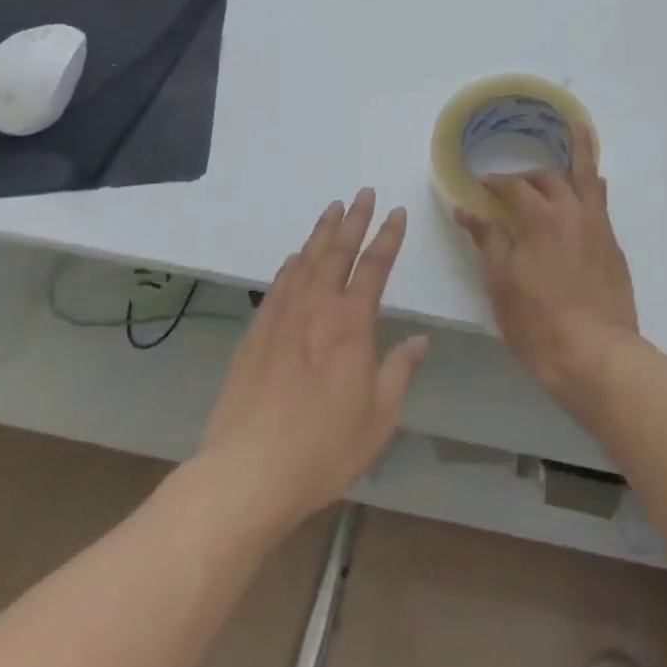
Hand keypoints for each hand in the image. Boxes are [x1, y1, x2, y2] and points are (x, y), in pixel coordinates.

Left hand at [198, 189, 427, 528]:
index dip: (388, 237)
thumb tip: (419, 340)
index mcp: (351, 324)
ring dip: (321, 233)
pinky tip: (295, 258)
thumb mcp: (379, 417)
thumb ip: (400, 372)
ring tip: (332, 209)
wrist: (247, 473)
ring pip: (305, 262)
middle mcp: (316, 309)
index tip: (397, 212)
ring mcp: (281, 319)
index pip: (374, 266)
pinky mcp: (255, 335)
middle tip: (362, 193)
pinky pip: (277, 286)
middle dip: (354, 219)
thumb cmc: (324, 448)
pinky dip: (290, 265)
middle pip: (338, 252)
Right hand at [455, 124, 639, 407]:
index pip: (513, 186)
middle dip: (527, 174)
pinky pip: (601, 201)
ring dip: (579, 152)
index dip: (494, 182)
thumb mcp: (501, 281)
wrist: (596, 354)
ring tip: (577, 127)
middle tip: (511, 182)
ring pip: (587, 177)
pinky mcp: (613, 245)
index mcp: (541, 216)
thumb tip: (466, 207)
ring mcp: (598, 226)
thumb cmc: (538, 321)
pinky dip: (591, 184)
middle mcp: (573, 210)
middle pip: (549, 177)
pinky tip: (590, 184)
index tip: (480, 185)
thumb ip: (487, 238)